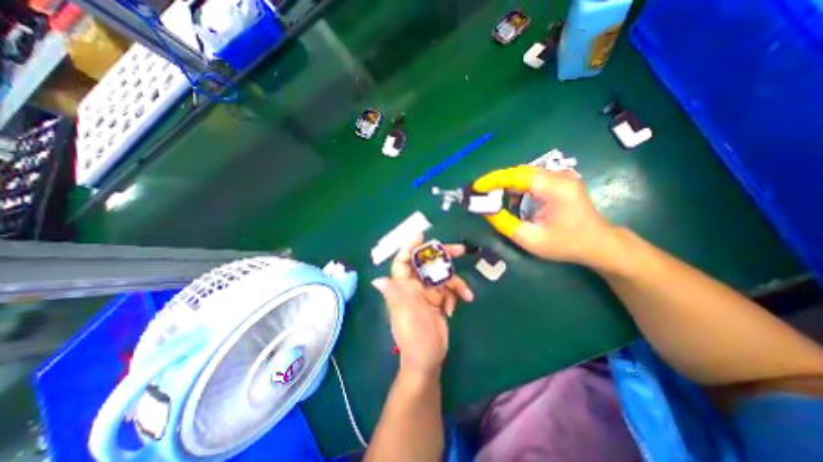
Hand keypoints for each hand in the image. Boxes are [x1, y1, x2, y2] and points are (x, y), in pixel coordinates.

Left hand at [374, 235, 476, 379]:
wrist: (429, 359)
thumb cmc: (414, 337)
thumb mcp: (405, 315)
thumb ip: (394, 295)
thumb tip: (377, 280)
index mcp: (403, 287)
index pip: (402, 263)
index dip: (408, 248)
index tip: (420, 235)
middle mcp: (415, 286)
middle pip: (427, 264)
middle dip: (442, 257)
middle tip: (460, 250)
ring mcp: (428, 293)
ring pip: (443, 277)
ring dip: (456, 283)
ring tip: (465, 294)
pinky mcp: (439, 300)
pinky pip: (449, 289)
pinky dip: (456, 294)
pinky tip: (456, 307)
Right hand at [473, 164, 619, 265]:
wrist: (598, 244)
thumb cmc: (565, 244)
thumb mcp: (530, 239)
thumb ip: (504, 223)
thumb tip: (485, 209)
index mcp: (555, 188)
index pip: (518, 176)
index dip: (494, 180)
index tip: (475, 187)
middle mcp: (559, 176)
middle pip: (520, 171)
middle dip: (497, 180)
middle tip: (479, 192)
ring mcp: (562, 176)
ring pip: (525, 173)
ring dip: (505, 183)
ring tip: (489, 195)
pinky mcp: (560, 181)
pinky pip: (532, 178)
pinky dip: (516, 186)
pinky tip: (508, 197)